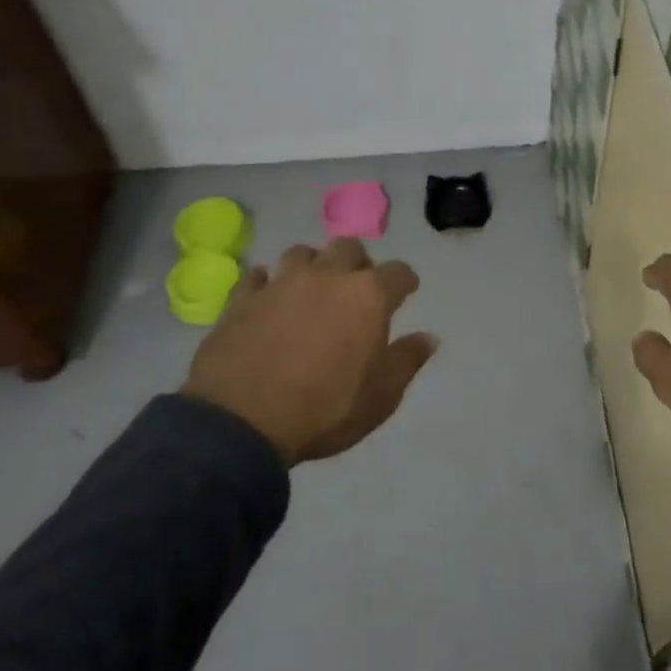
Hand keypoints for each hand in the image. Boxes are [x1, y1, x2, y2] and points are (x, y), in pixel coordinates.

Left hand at [182, 238, 436, 467]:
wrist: (240, 422)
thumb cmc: (324, 409)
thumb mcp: (381, 396)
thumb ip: (407, 361)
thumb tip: (429, 337)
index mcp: (368, 296)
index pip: (398, 272)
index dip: (405, 281)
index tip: (406, 292)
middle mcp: (327, 277)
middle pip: (349, 248)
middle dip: (359, 263)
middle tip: (357, 289)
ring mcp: (281, 284)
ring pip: (302, 253)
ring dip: (314, 265)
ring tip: (313, 288)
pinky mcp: (242, 299)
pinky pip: (258, 276)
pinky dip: (269, 283)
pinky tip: (269, 298)